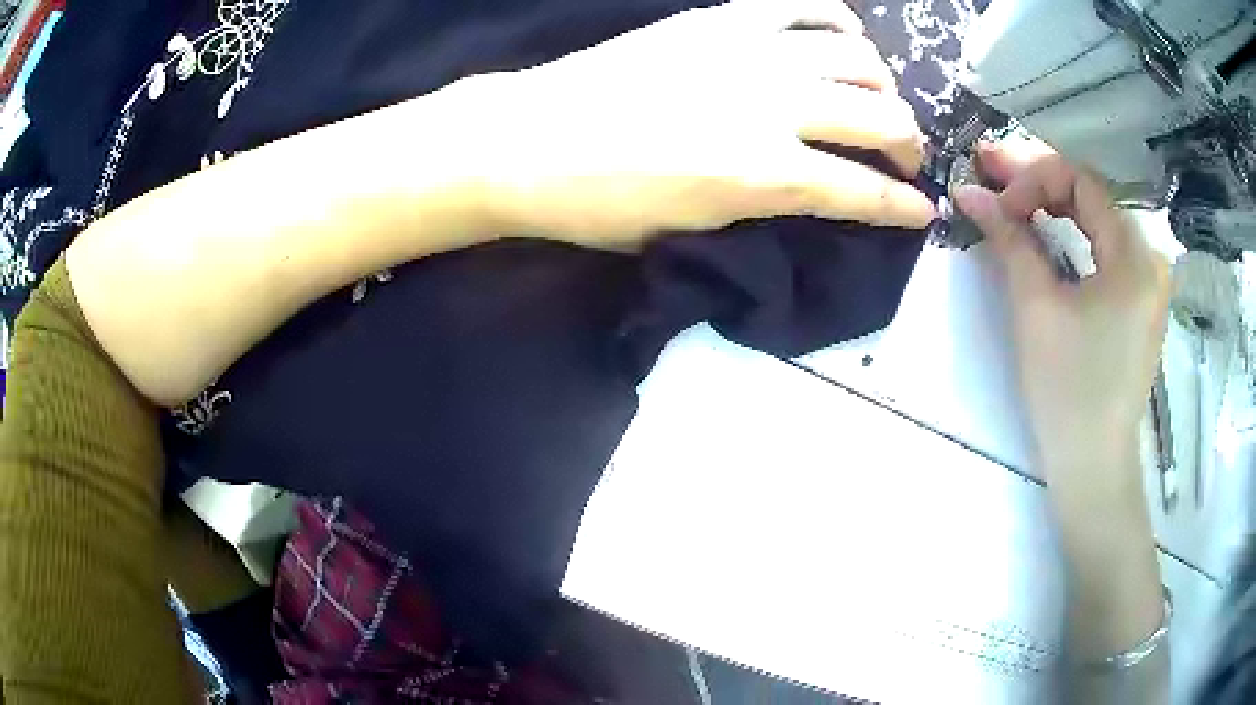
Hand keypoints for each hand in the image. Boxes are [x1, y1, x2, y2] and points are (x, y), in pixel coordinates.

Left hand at [457, 0, 935, 250]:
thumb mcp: (691, 231)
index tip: (924, 209)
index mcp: (764, 174)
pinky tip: (843, 35)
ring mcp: (750, 51)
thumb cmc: (600, 203)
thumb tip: (807, 189)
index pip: (863, 192)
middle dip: (907, 142)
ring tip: (875, 96)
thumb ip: (763, 205)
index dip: (903, 205)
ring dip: (881, 83)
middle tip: (904, 153)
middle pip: (880, 116)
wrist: (529, 140)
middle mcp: (774, 105)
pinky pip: (803, 6)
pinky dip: (838, 20)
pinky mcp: (721, 18)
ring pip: (856, 56)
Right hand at [955, 140, 1170, 474]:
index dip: (1034, 178)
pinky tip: (1046, 234)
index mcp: (1133, 254)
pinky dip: (1073, 238)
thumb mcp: (1036, 308)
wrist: (1094, 466)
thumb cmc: (1069, 391)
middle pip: (1091, 197)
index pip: (1081, 180)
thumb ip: (1008, 239)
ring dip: (1054, 207)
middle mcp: (1149, 258)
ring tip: (1012, 201)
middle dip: (1040, 183)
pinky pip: (1105, 252)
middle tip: (990, 174)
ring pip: (1097, 222)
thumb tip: (969, 192)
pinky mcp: (1139, 305)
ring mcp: (1148, 283)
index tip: (997, 202)